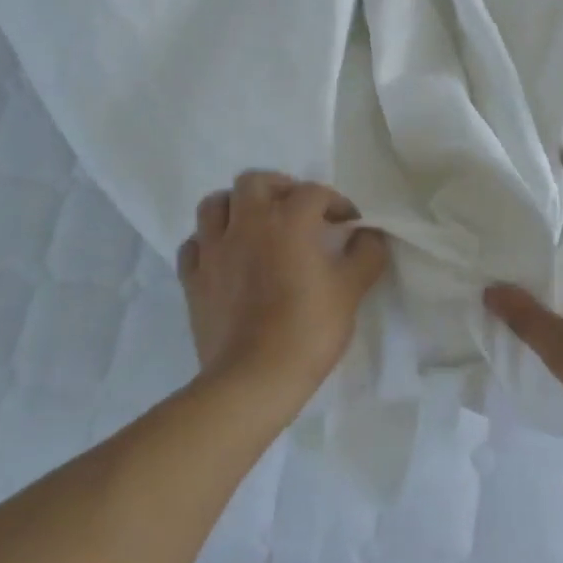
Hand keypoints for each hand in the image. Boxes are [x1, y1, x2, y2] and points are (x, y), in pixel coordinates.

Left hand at [177, 171, 389, 402]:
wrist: (253, 380)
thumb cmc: (308, 330)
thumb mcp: (352, 290)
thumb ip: (367, 254)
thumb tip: (369, 235)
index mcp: (288, 221)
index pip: (314, 193)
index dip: (336, 203)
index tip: (348, 224)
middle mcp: (247, 224)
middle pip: (255, 182)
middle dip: (278, 187)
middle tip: (295, 209)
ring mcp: (214, 250)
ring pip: (214, 204)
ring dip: (235, 207)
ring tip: (253, 224)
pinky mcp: (192, 279)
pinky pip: (194, 245)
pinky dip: (208, 242)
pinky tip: (223, 256)